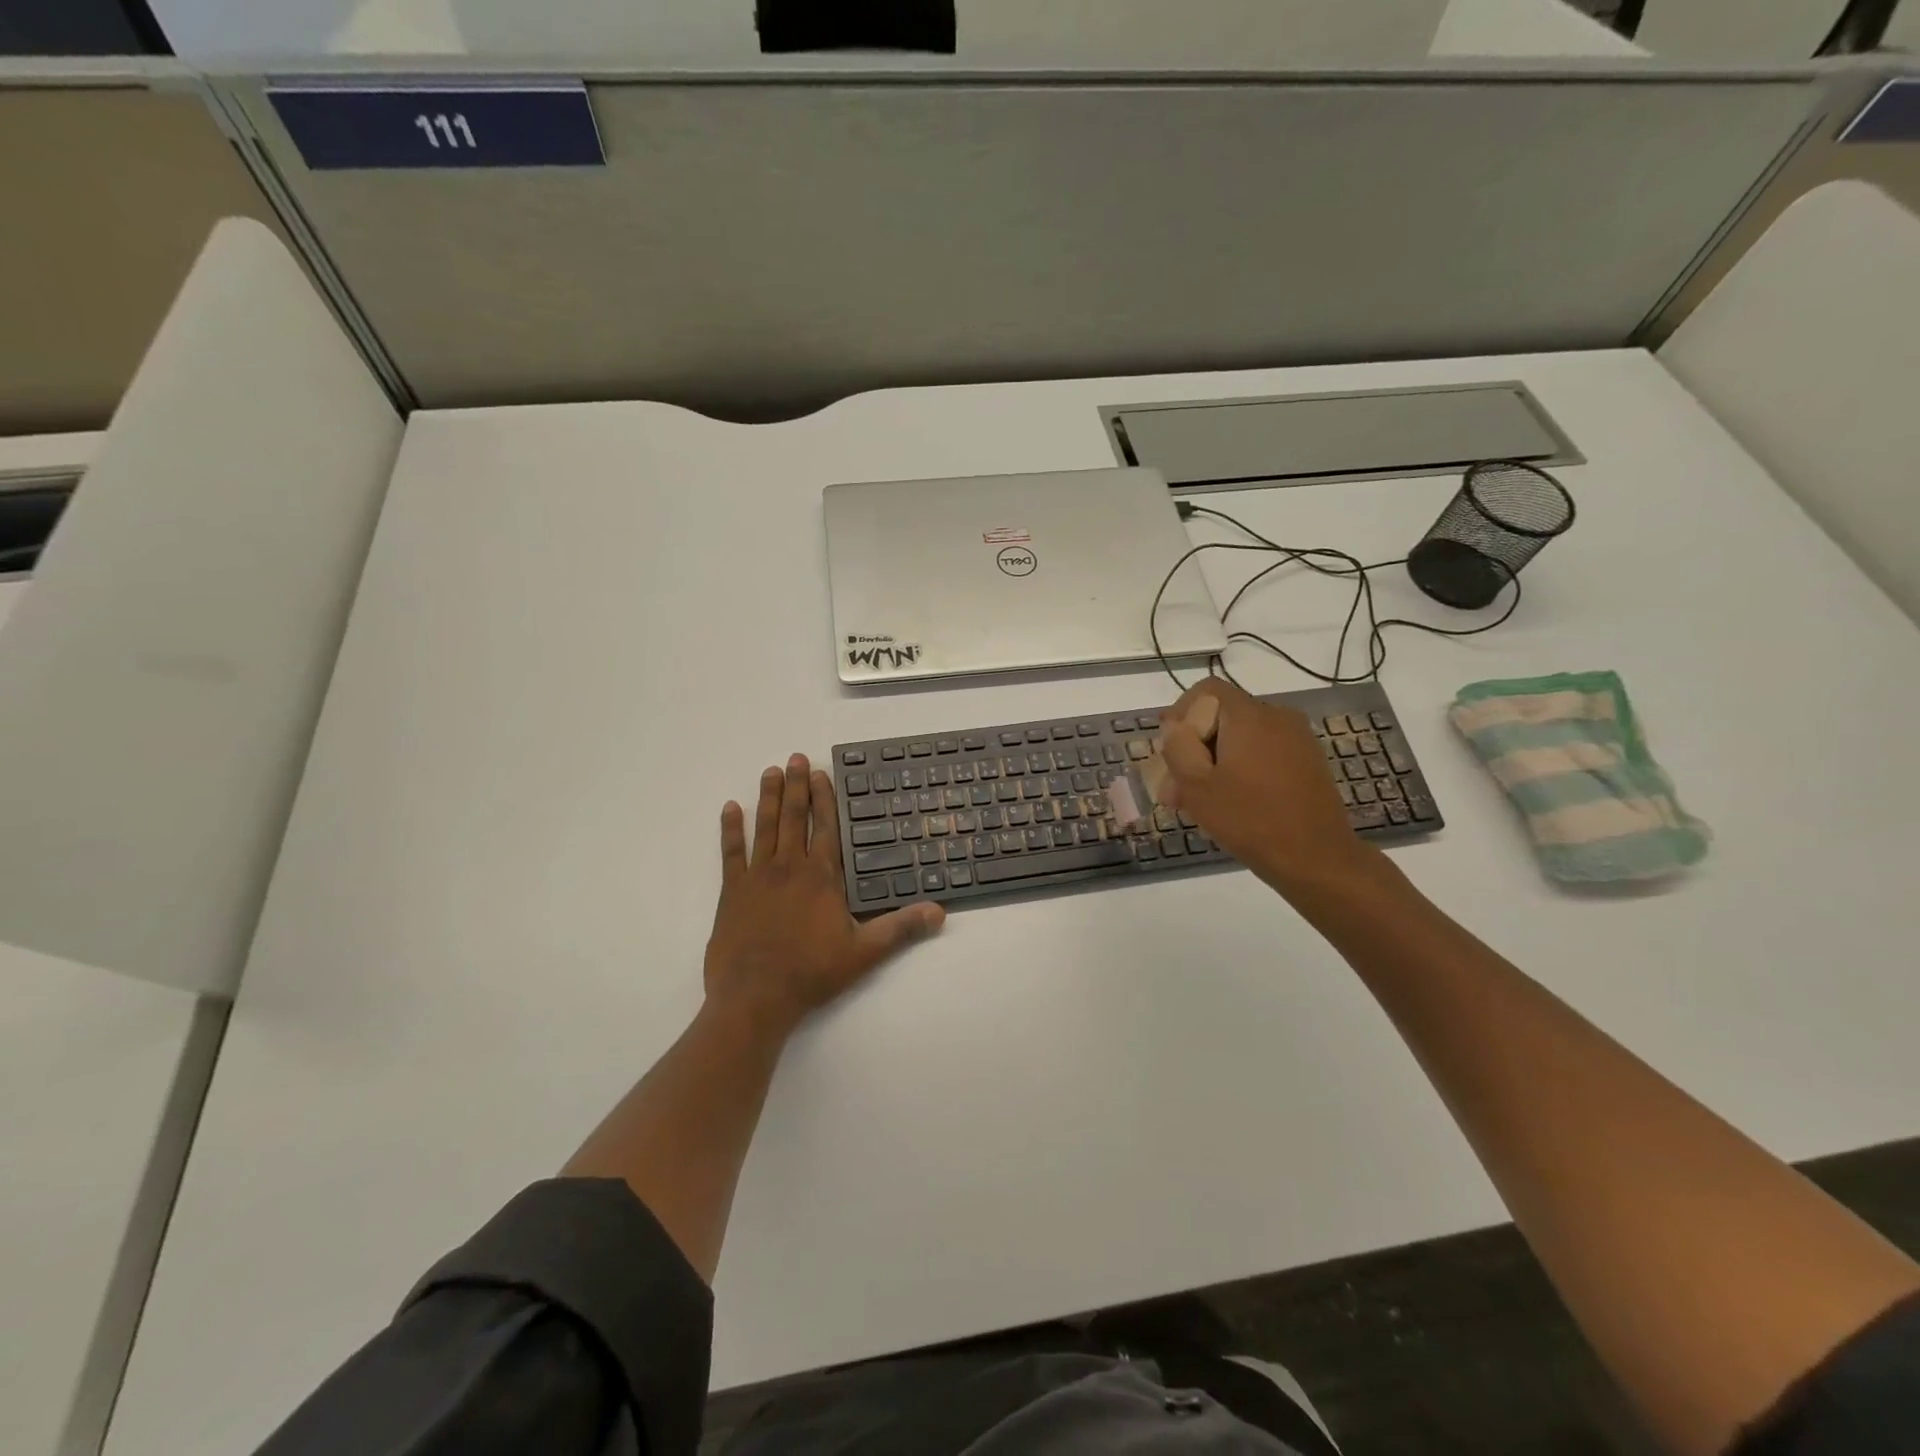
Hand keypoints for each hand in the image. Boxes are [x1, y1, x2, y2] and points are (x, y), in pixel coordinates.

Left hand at [705, 754, 943, 1038]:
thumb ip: (901, 929)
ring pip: (765, 827)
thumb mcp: (864, 953)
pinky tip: (730, 808)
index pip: (826, 828)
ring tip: (770, 772)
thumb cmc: (812, 973)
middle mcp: (789, 867)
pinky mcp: (732, 892)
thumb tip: (939, 912)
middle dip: (797, 786)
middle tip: (795, 758)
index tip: (822, 773)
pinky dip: (730, 829)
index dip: (825, 799)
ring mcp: (758, 877)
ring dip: (769, 798)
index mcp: (821, 877)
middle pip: (795, 818)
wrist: (755, 997)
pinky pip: (731, 853)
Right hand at [1156, 678, 1378, 898]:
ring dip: (1214, 762)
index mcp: (1249, 716)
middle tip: (1173, 789)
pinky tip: (1230, 803)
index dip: (1180, 712)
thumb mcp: (1196, 785)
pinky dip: (1241, 769)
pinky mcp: (1309, 762)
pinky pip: (1264, 753)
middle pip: (1223, 717)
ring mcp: (1298, 740)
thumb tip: (1176, 726)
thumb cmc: (1249, 819)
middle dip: (1194, 748)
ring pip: (1242, 739)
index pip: (1207, 690)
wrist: (1316, 858)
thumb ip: (1178, 747)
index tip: (1168, 748)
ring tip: (1196, 802)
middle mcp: (1277, 717)